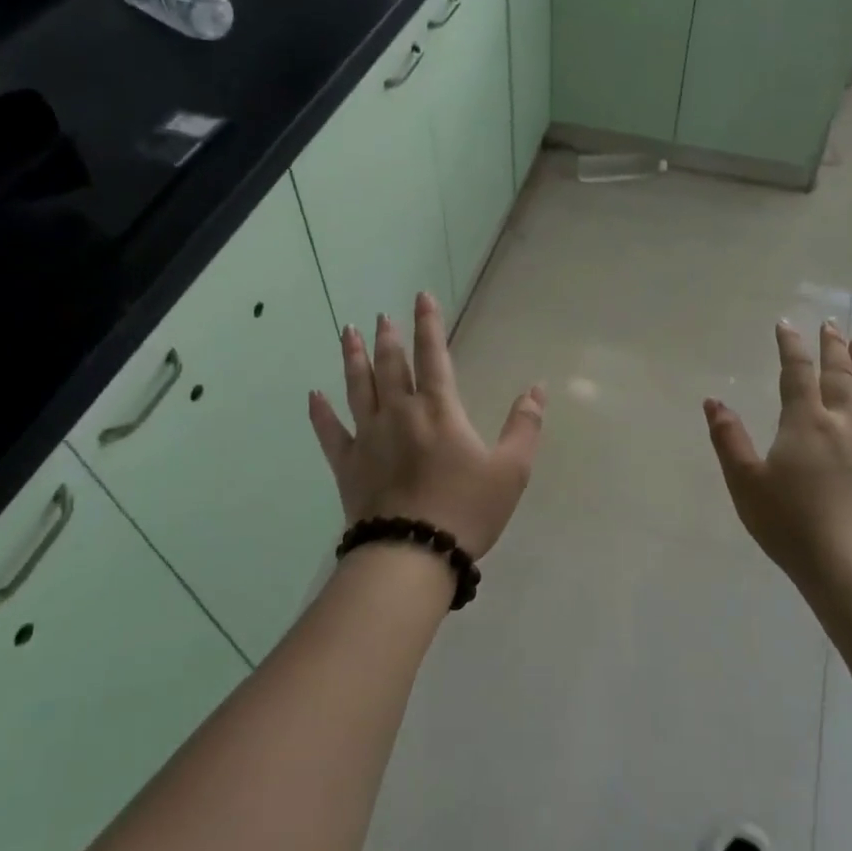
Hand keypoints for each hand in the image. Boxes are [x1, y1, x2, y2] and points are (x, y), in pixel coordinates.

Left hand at [308, 293, 545, 562]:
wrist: (412, 554)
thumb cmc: (466, 510)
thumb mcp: (511, 470)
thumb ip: (524, 426)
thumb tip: (537, 389)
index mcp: (439, 410)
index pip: (433, 355)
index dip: (428, 323)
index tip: (422, 296)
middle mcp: (399, 413)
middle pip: (391, 365)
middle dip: (388, 337)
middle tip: (381, 316)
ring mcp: (368, 437)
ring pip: (358, 387)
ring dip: (353, 358)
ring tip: (349, 334)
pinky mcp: (347, 465)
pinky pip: (329, 432)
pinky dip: (320, 413)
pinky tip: (314, 396)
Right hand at [703, 320, 851, 583]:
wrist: (848, 564)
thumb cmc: (789, 522)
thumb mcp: (745, 482)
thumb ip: (729, 439)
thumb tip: (713, 401)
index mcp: (804, 422)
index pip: (797, 373)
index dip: (791, 346)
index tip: (786, 323)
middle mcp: (838, 424)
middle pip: (838, 375)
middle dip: (832, 347)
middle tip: (831, 323)